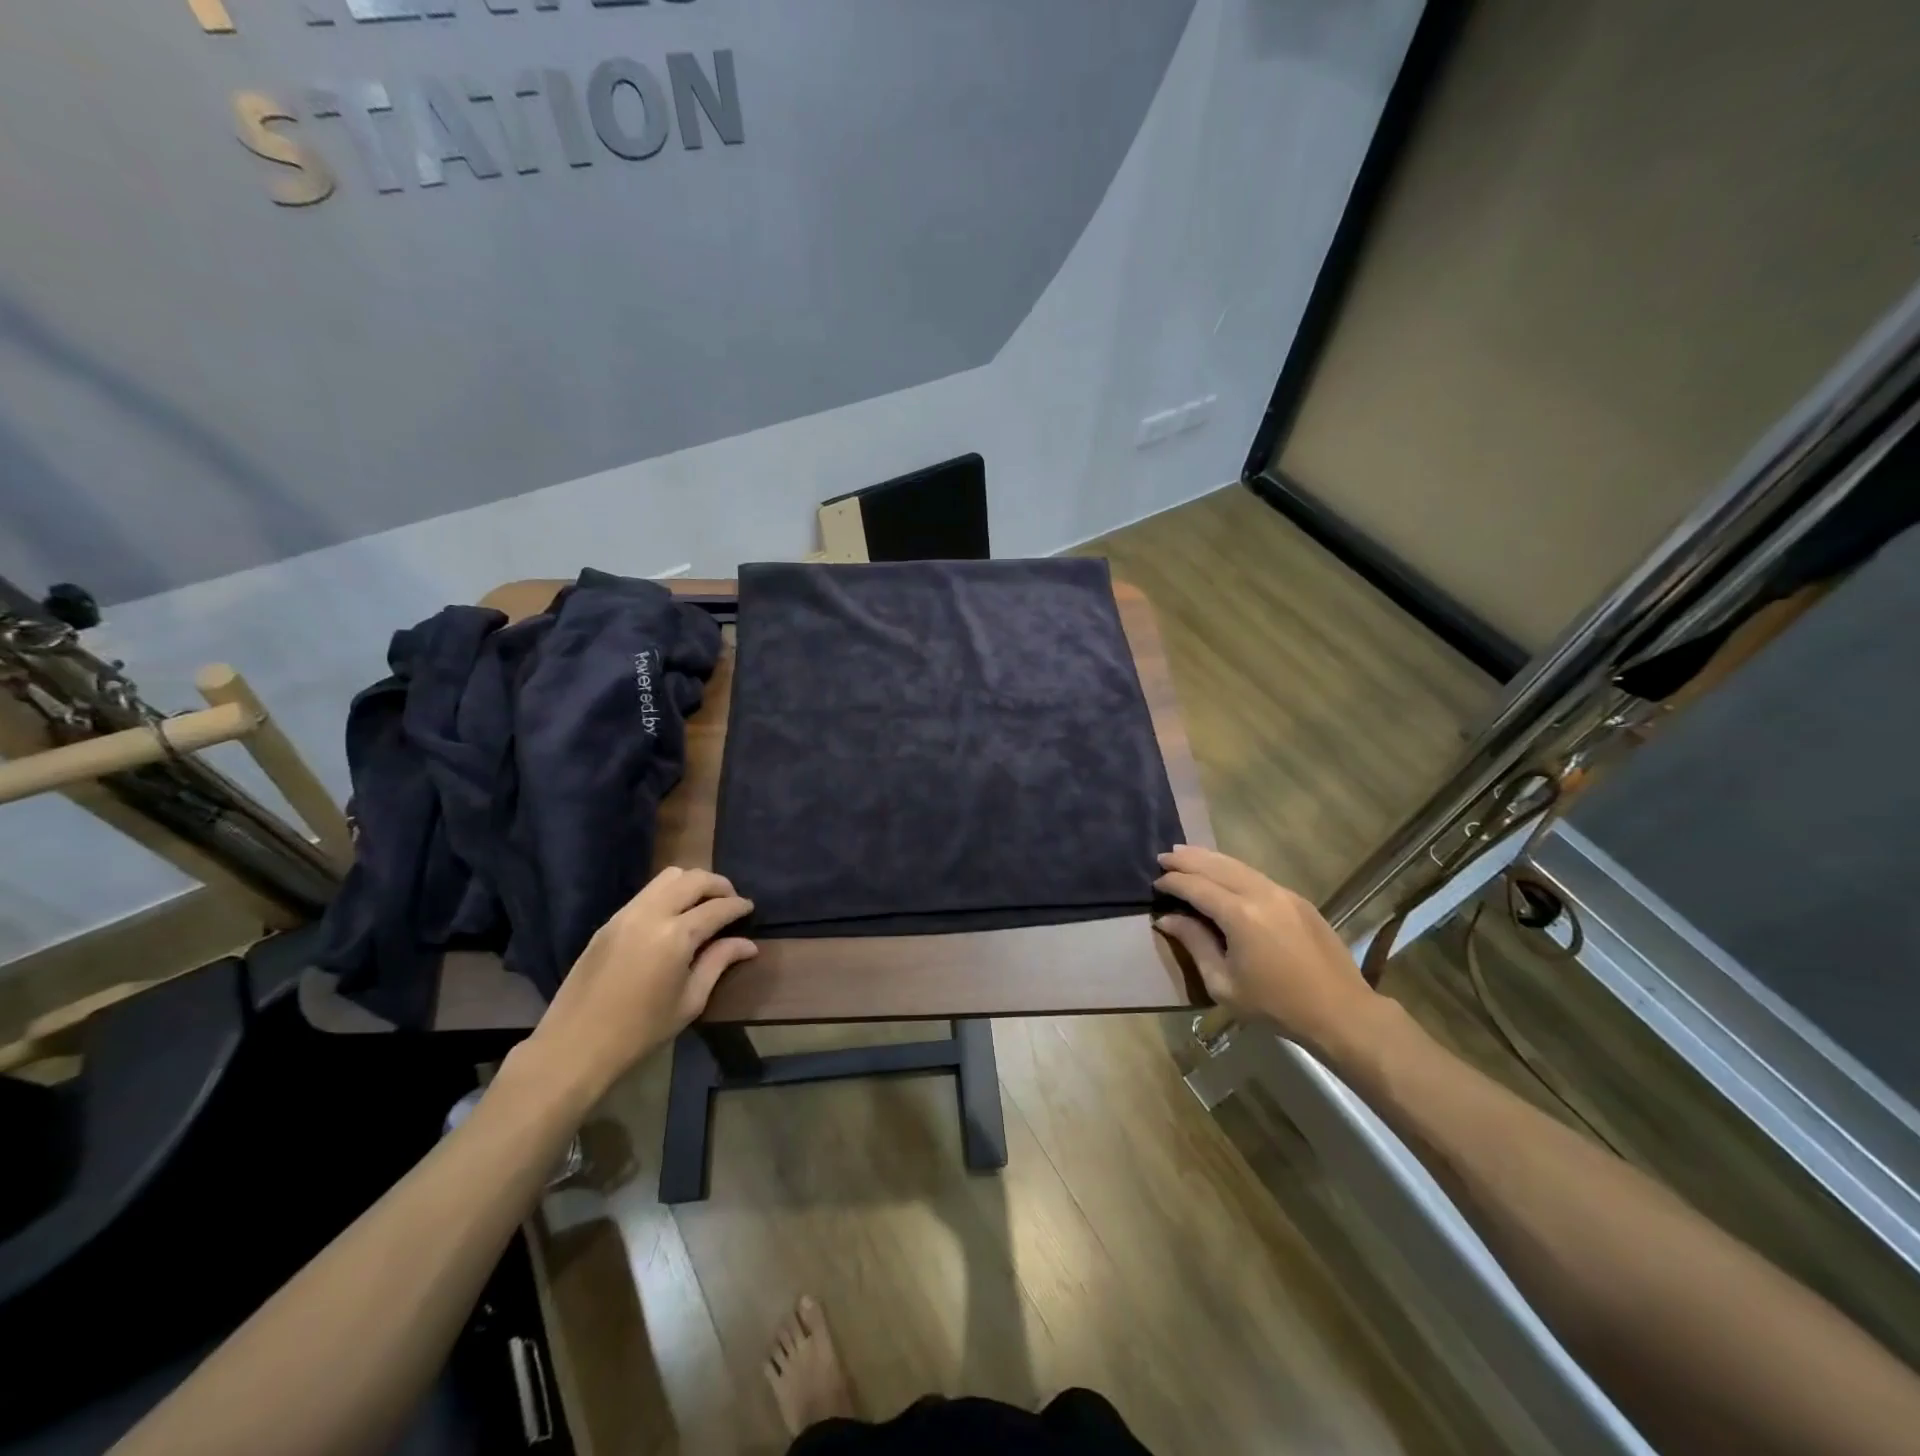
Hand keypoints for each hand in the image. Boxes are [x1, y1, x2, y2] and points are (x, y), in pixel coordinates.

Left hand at [517, 867, 755, 1107]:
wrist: (575, 1045)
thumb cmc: (641, 1031)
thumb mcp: (690, 1001)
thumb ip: (718, 963)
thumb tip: (747, 944)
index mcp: (676, 936)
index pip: (717, 907)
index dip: (738, 906)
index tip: (750, 909)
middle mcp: (652, 914)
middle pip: (694, 878)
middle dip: (719, 885)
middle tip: (730, 901)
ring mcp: (626, 914)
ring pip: (667, 876)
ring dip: (692, 883)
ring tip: (703, 904)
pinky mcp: (609, 921)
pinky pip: (646, 893)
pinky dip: (668, 893)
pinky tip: (674, 916)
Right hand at [1154, 845, 1378, 1055]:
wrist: (1340, 1012)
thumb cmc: (1275, 1005)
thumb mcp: (1223, 983)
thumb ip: (1194, 944)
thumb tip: (1167, 919)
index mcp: (1240, 915)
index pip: (1197, 887)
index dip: (1173, 882)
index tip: (1155, 882)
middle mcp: (1261, 894)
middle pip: (1217, 866)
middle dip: (1188, 860)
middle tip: (1164, 856)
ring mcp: (1283, 893)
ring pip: (1239, 865)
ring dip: (1210, 858)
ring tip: (1187, 853)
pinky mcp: (1298, 900)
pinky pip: (1257, 876)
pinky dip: (1233, 869)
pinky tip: (1223, 872)